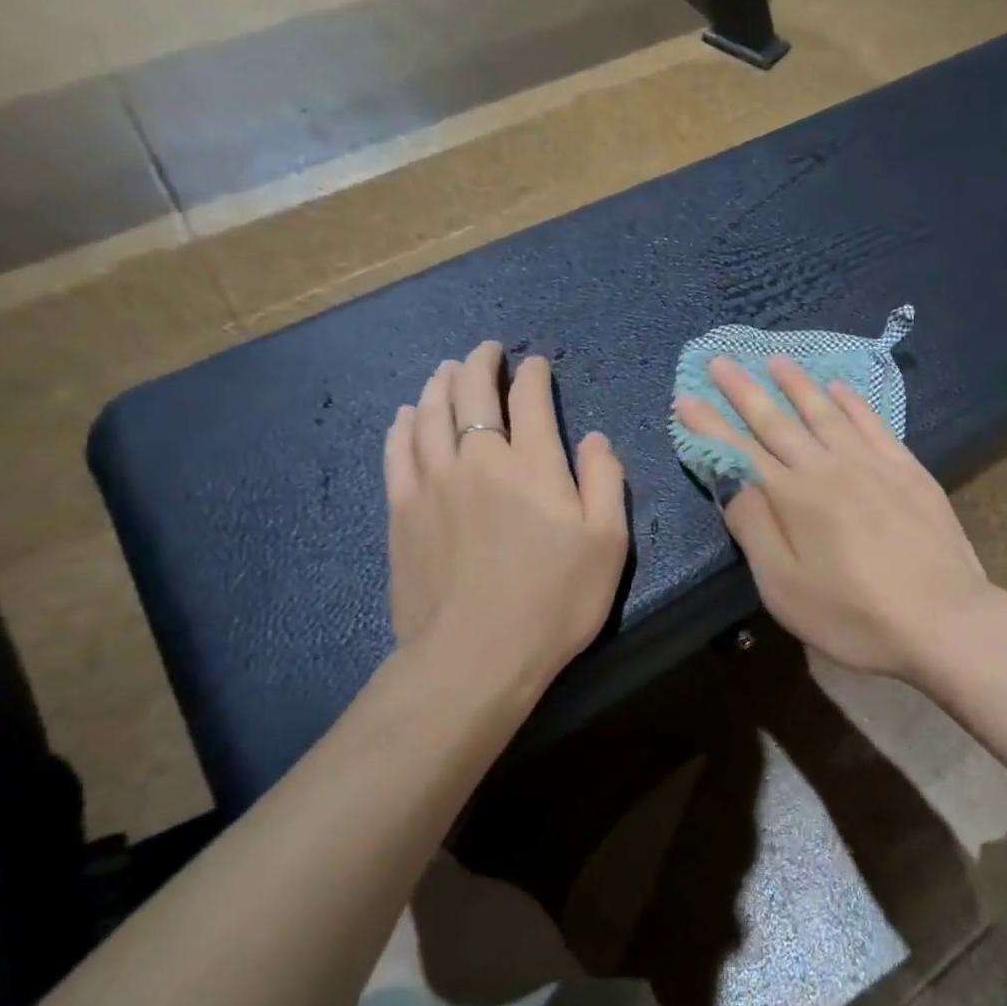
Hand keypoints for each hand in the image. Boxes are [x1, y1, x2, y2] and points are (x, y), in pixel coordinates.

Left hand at [383, 343, 627, 694]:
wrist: (476, 655)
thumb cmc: (555, 599)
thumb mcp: (608, 542)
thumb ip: (606, 480)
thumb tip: (594, 437)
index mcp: (533, 464)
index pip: (530, 399)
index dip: (533, 375)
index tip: (535, 363)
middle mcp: (479, 459)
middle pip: (472, 394)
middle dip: (480, 364)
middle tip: (485, 350)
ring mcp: (433, 482)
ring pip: (429, 414)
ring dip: (439, 384)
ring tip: (446, 370)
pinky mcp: (402, 510)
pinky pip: (398, 451)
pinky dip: (403, 425)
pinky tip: (406, 415)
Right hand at [675, 356, 995, 681]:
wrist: (944, 618)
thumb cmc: (854, 615)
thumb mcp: (785, 587)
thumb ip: (754, 528)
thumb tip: (732, 481)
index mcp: (793, 497)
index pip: (740, 451)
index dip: (710, 425)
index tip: (686, 397)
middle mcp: (828, 467)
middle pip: (778, 421)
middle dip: (744, 391)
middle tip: (721, 361)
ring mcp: (872, 463)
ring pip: (825, 411)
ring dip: (797, 383)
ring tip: (775, 359)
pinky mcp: (907, 468)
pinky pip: (872, 422)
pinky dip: (852, 401)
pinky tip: (839, 387)